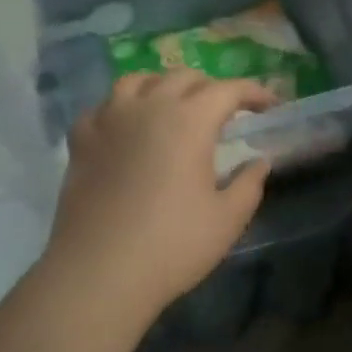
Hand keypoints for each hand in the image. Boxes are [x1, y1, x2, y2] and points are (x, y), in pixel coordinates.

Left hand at [43, 72, 276, 322]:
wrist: (99, 273)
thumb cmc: (173, 245)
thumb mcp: (228, 218)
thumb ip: (249, 183)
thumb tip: (260, 161)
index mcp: (190, 120)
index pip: (228, 90)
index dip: (254, 92)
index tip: (270, 106)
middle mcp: (149, 107)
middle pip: (184, 78)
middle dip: (211, 88)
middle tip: (225, 112)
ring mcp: (109, 120)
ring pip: (138, 81)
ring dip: (164, 86)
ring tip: (173, 107)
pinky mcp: (80, 141)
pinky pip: (103, 107)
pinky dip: (121, 108)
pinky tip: (126, 128)